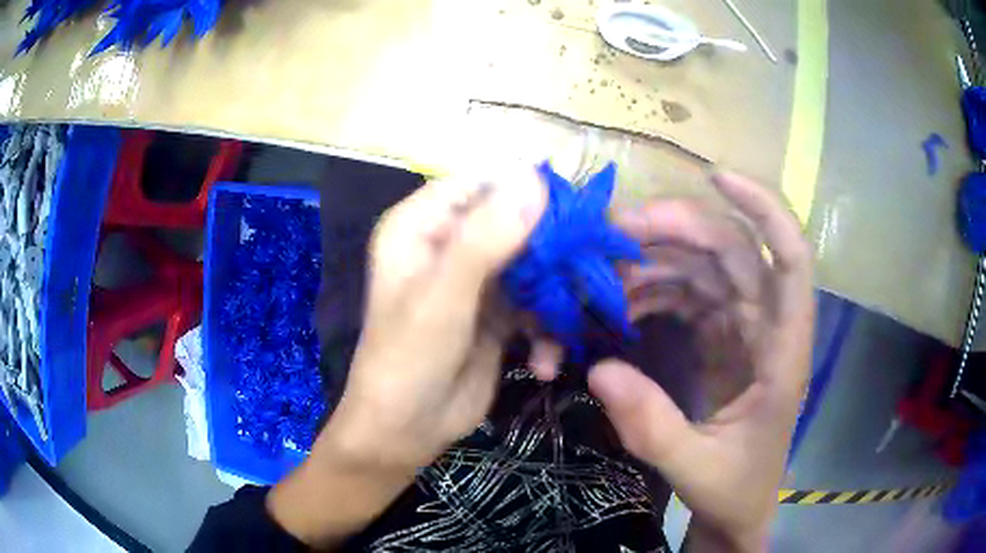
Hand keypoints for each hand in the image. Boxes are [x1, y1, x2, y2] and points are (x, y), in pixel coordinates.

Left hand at [268, 170, 545, 546]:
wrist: (406, 431)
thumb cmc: (408, 360)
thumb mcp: (443, 299)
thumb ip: (486, 237)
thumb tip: (533, 175)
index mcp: (422, 225)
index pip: (482, 182)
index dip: (528, 189)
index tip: (576, 210)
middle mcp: (450, 243)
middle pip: (516, 221)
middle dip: (554, 248)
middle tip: (593, 269)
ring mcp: (477, 278)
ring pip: (534, 263)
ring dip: (557, 294)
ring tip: (574, 323)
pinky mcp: (498, 312)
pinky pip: (536, 302)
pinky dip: (547, 329)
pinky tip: (546, 363)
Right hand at [586, 173, 813, 550]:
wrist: (737, 508)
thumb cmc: (734, 488)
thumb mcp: (696, 468)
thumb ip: (653, 427)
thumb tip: (598, 371)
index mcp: (783, 351)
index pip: (791, 260)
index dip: (763, 209)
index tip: (716, 176)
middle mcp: (768, 326)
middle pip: (733, 251)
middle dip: (677, 229)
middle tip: (613, 231)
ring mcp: (743, 330)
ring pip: (705, 267)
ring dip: (656, 259)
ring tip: (603, 272)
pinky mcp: (721, 339)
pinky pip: (689, 294)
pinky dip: (654, 288)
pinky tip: (621, 299)